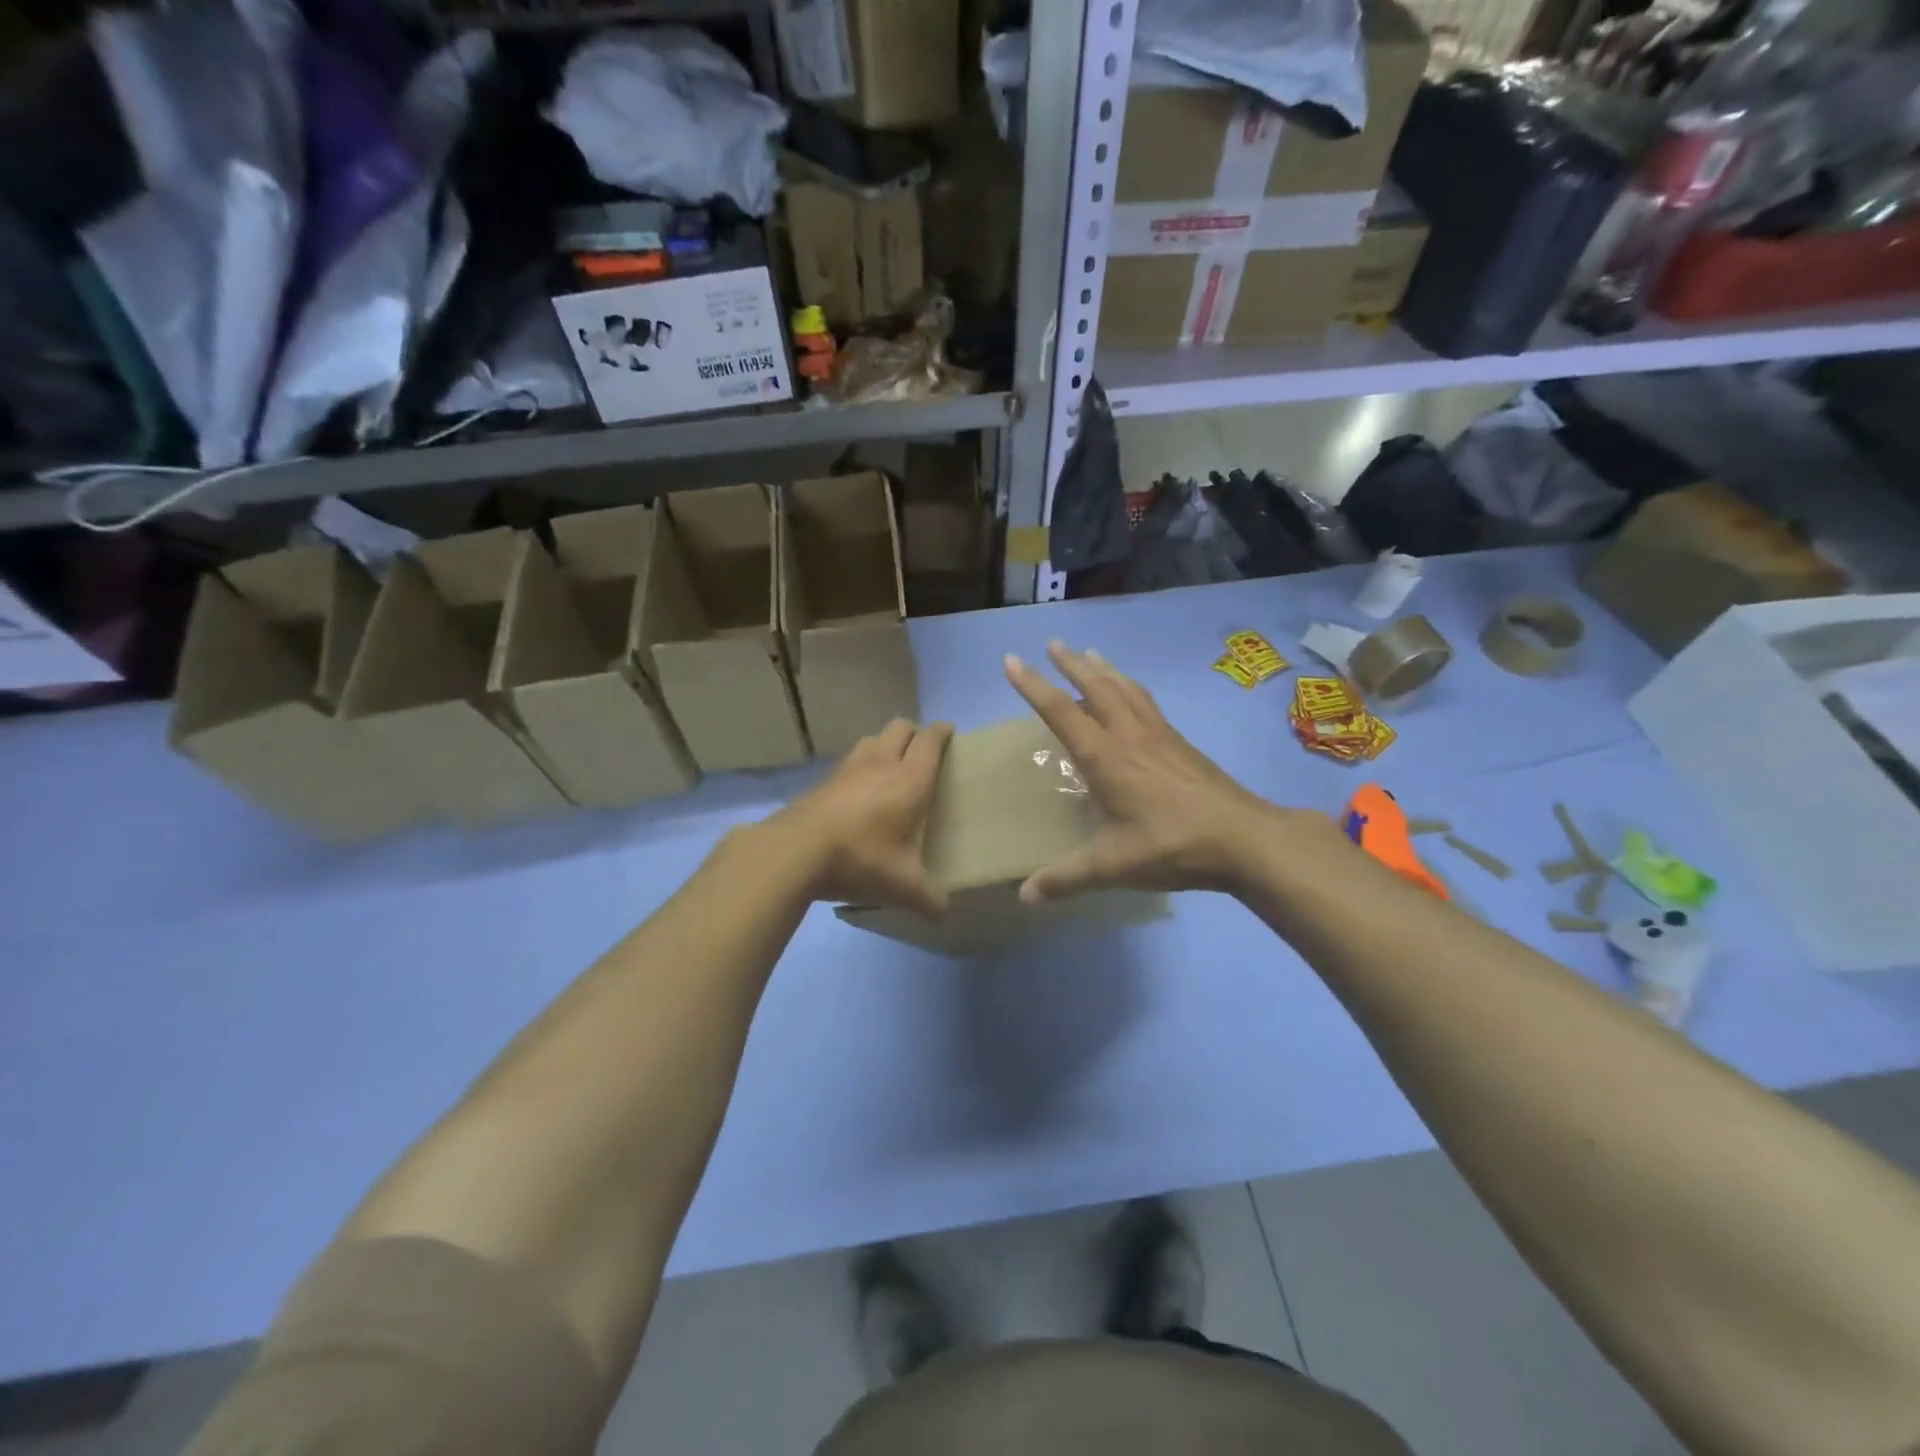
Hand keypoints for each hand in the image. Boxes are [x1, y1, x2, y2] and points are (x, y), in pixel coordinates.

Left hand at [767, 718, 953, 917]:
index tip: (949, 733)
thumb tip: (944, 914)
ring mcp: (848, 769)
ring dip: (884, 744)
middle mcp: (881, 764)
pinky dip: (859, 766)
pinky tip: (857, 791)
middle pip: (900, 727)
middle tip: (921, 753)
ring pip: (872, 739)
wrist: (796, 852)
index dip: (942, 732)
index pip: (931, 740)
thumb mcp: (903, 887)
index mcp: (910, 780)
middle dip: (914, 733)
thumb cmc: (862, 860)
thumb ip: (929, 900)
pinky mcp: (823, 780)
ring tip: (889, 767)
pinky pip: (848, 761)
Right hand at [1004, 642, 1286, 901]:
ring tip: (1090, 653)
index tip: (1012, 660)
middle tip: (1053, 643)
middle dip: (1071, 663)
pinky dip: (1130, 687)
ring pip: (1125, 688)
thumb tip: (1024, 896)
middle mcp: (1129, 735)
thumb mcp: (1112, 866)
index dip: (1033, 685)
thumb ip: (1066, 879)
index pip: (1060, 711)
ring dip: (1103, 668)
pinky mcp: (1180, 742)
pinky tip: (1132, 693)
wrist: (1243, 838)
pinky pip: (1146, 701)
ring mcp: (1159, 734)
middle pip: (1096, 686)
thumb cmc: (1170, 845)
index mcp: (1104, 757)